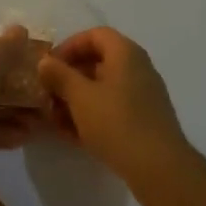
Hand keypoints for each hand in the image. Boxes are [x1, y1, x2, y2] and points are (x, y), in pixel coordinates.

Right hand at [37, 28, 201, 203]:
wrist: (160, 170)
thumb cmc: (117, 123)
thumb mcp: (80, 97)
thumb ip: (60, 76)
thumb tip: (44, 62)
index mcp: (125, 53)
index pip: (94, 35)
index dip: (69, 47)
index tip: (50, 66)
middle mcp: (137, 68)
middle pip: (98, 62)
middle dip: (69, 78)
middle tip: (48, 94)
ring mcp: (143, 96)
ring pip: (103, 89)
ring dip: (77, 100)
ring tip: (55, 119)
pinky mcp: (144, 121)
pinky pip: (113, 109)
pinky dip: (92, 116)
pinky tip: (72, 135)